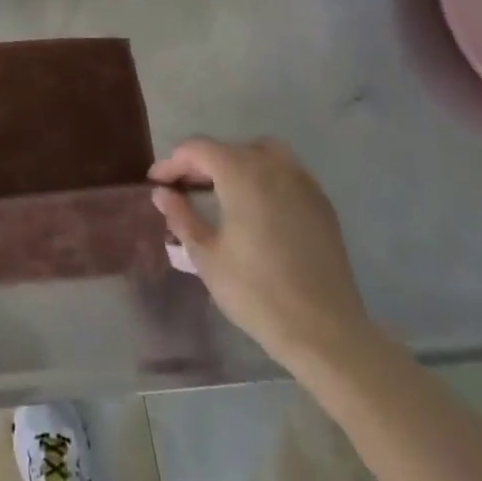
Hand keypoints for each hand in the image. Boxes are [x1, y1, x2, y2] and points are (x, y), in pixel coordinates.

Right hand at [149, 137, 374, 374]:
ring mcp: (303, 184)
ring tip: (220, 191)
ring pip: (262, 153)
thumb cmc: (256, 292)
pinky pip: (286, 173)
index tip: (157, 183)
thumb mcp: (206, 255)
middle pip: (229, 148)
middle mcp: (274, 167)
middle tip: (182, 189)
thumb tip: (162, 193)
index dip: (172, 162)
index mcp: (242, 174)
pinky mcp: (322, 205)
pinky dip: (263, 177)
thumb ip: (181, 216)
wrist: (324, 332)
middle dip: (201, 163)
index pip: (198, 149)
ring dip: (235, 163)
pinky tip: (255, 207)